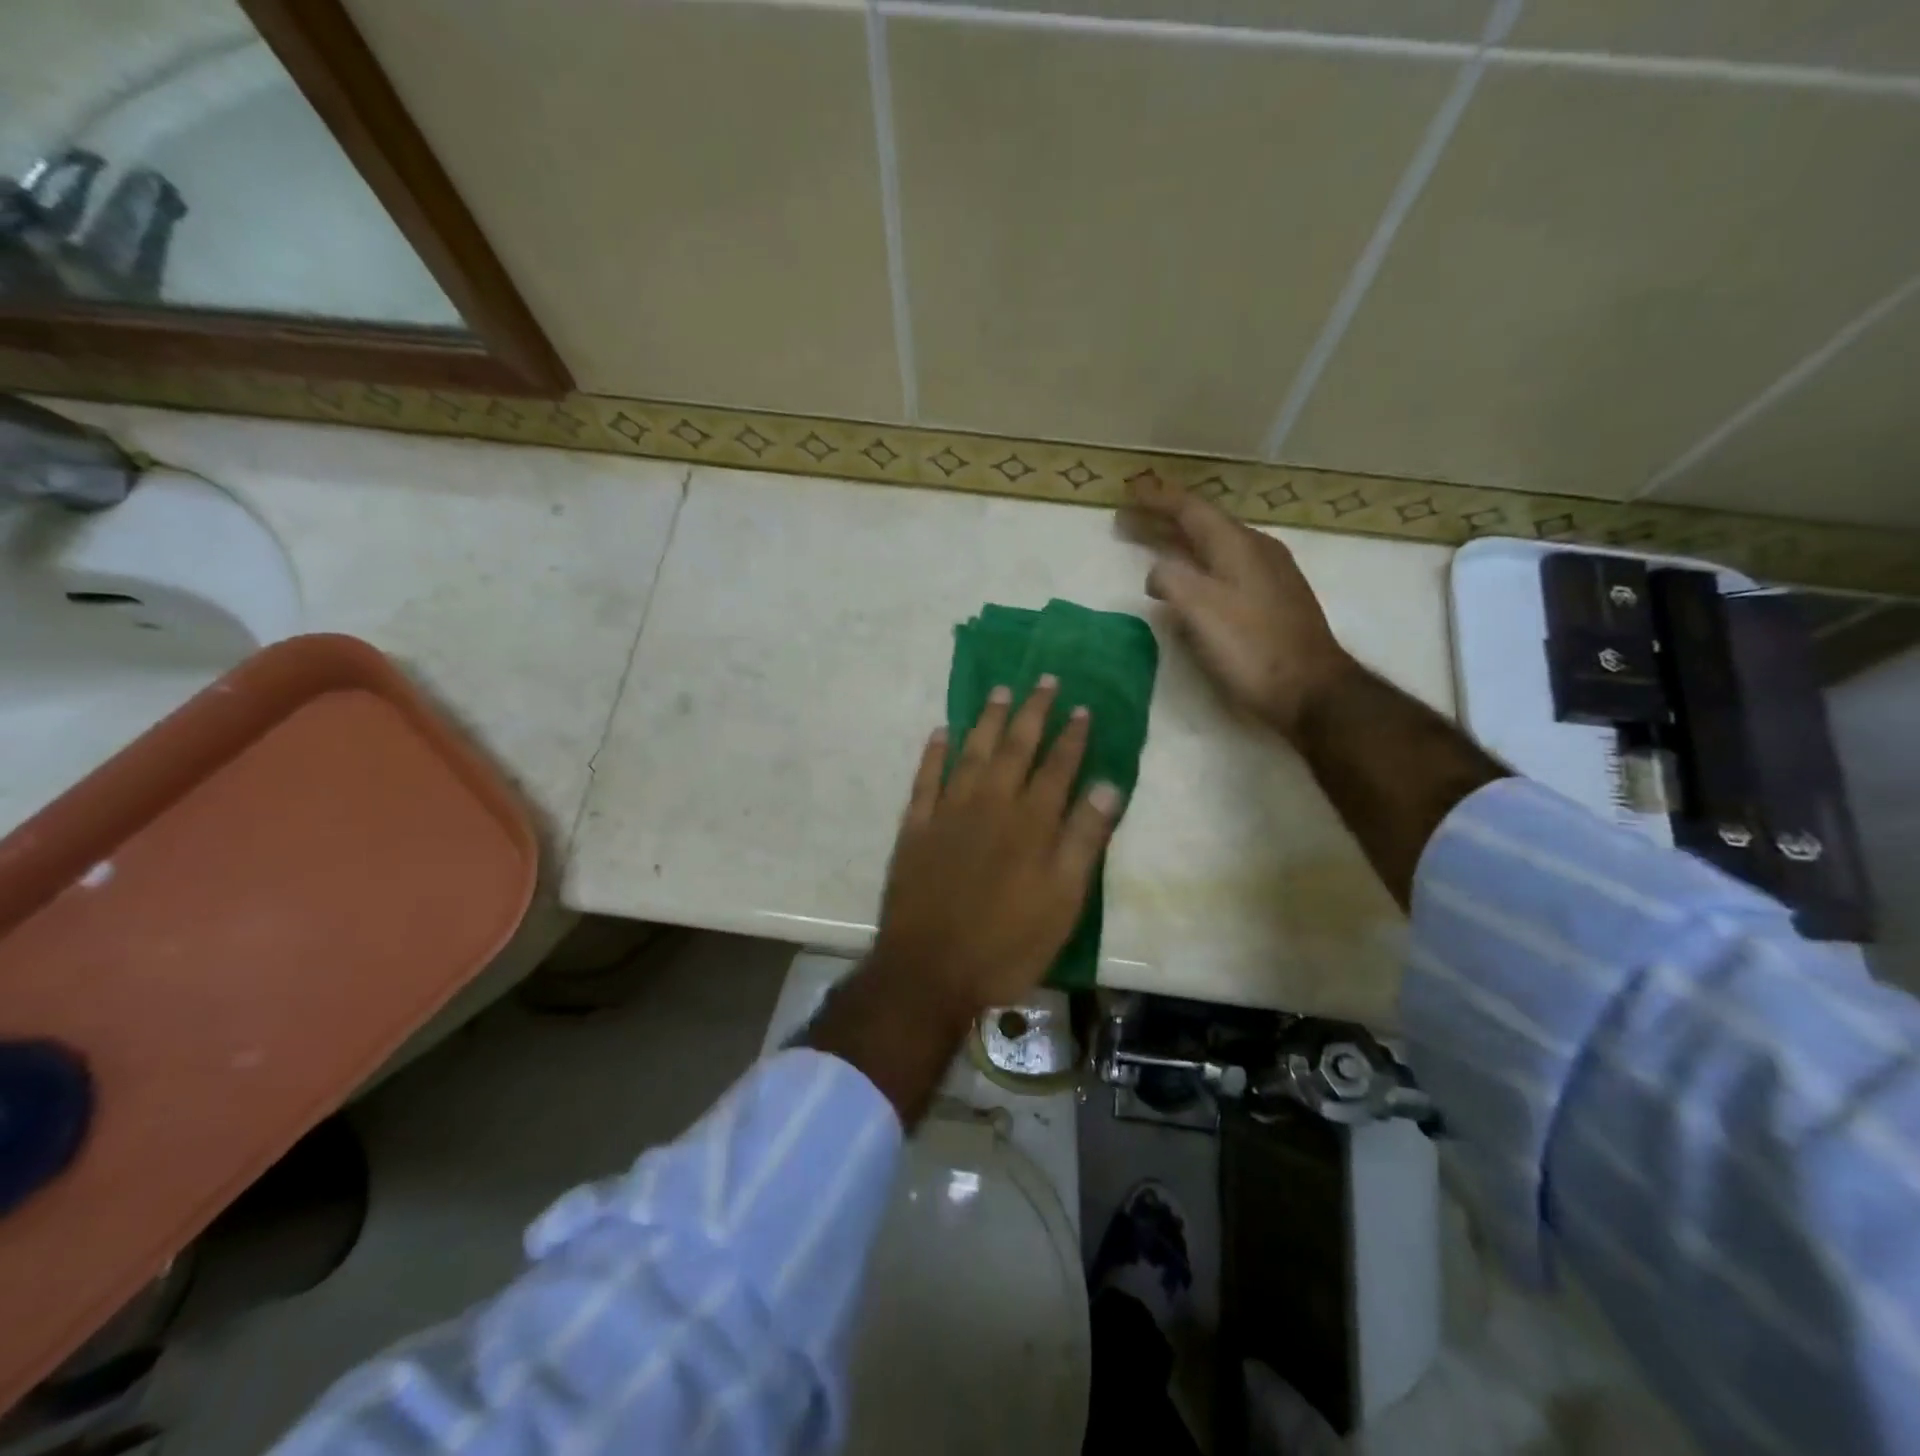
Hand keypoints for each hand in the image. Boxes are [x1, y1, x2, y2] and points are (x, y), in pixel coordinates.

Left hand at [871, 677, 1122, 1023]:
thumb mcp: (1063, 901)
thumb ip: (1084, 840)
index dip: (1071, 736)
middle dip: (1033, 712)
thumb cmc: (1007, 943)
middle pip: (1015, 748)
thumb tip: (1109, 786)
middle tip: (1044, 679)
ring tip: (1001, 692)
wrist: (930, 970)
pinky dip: (934, 753)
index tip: (1081, 706)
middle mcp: (990, 804)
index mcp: (1030, 822)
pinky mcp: (914, 828)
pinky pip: (925, 779)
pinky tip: (941, 732)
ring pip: (971, 753)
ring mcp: (948, 812)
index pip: (1057, 766)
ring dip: (988, 721)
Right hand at [1123, 475, 1355, 740]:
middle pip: (1203, 525)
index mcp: (1238, 545)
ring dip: (1180, 542)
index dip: (1158, 499)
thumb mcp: (1200, 609)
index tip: (1129, 491)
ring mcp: (1269, 574)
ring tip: (1152, 546)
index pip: (1191, 509)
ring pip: (1215, 546)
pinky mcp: (1273, 599)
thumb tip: (1157, 573)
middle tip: (1128, 520)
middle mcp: (1256, 549)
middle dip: (1163, 520)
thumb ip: (1170, 580)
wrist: (1310, 689)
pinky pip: (1226, 566)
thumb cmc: (1251, 647)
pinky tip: (1190, 580)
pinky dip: (1198, 563)